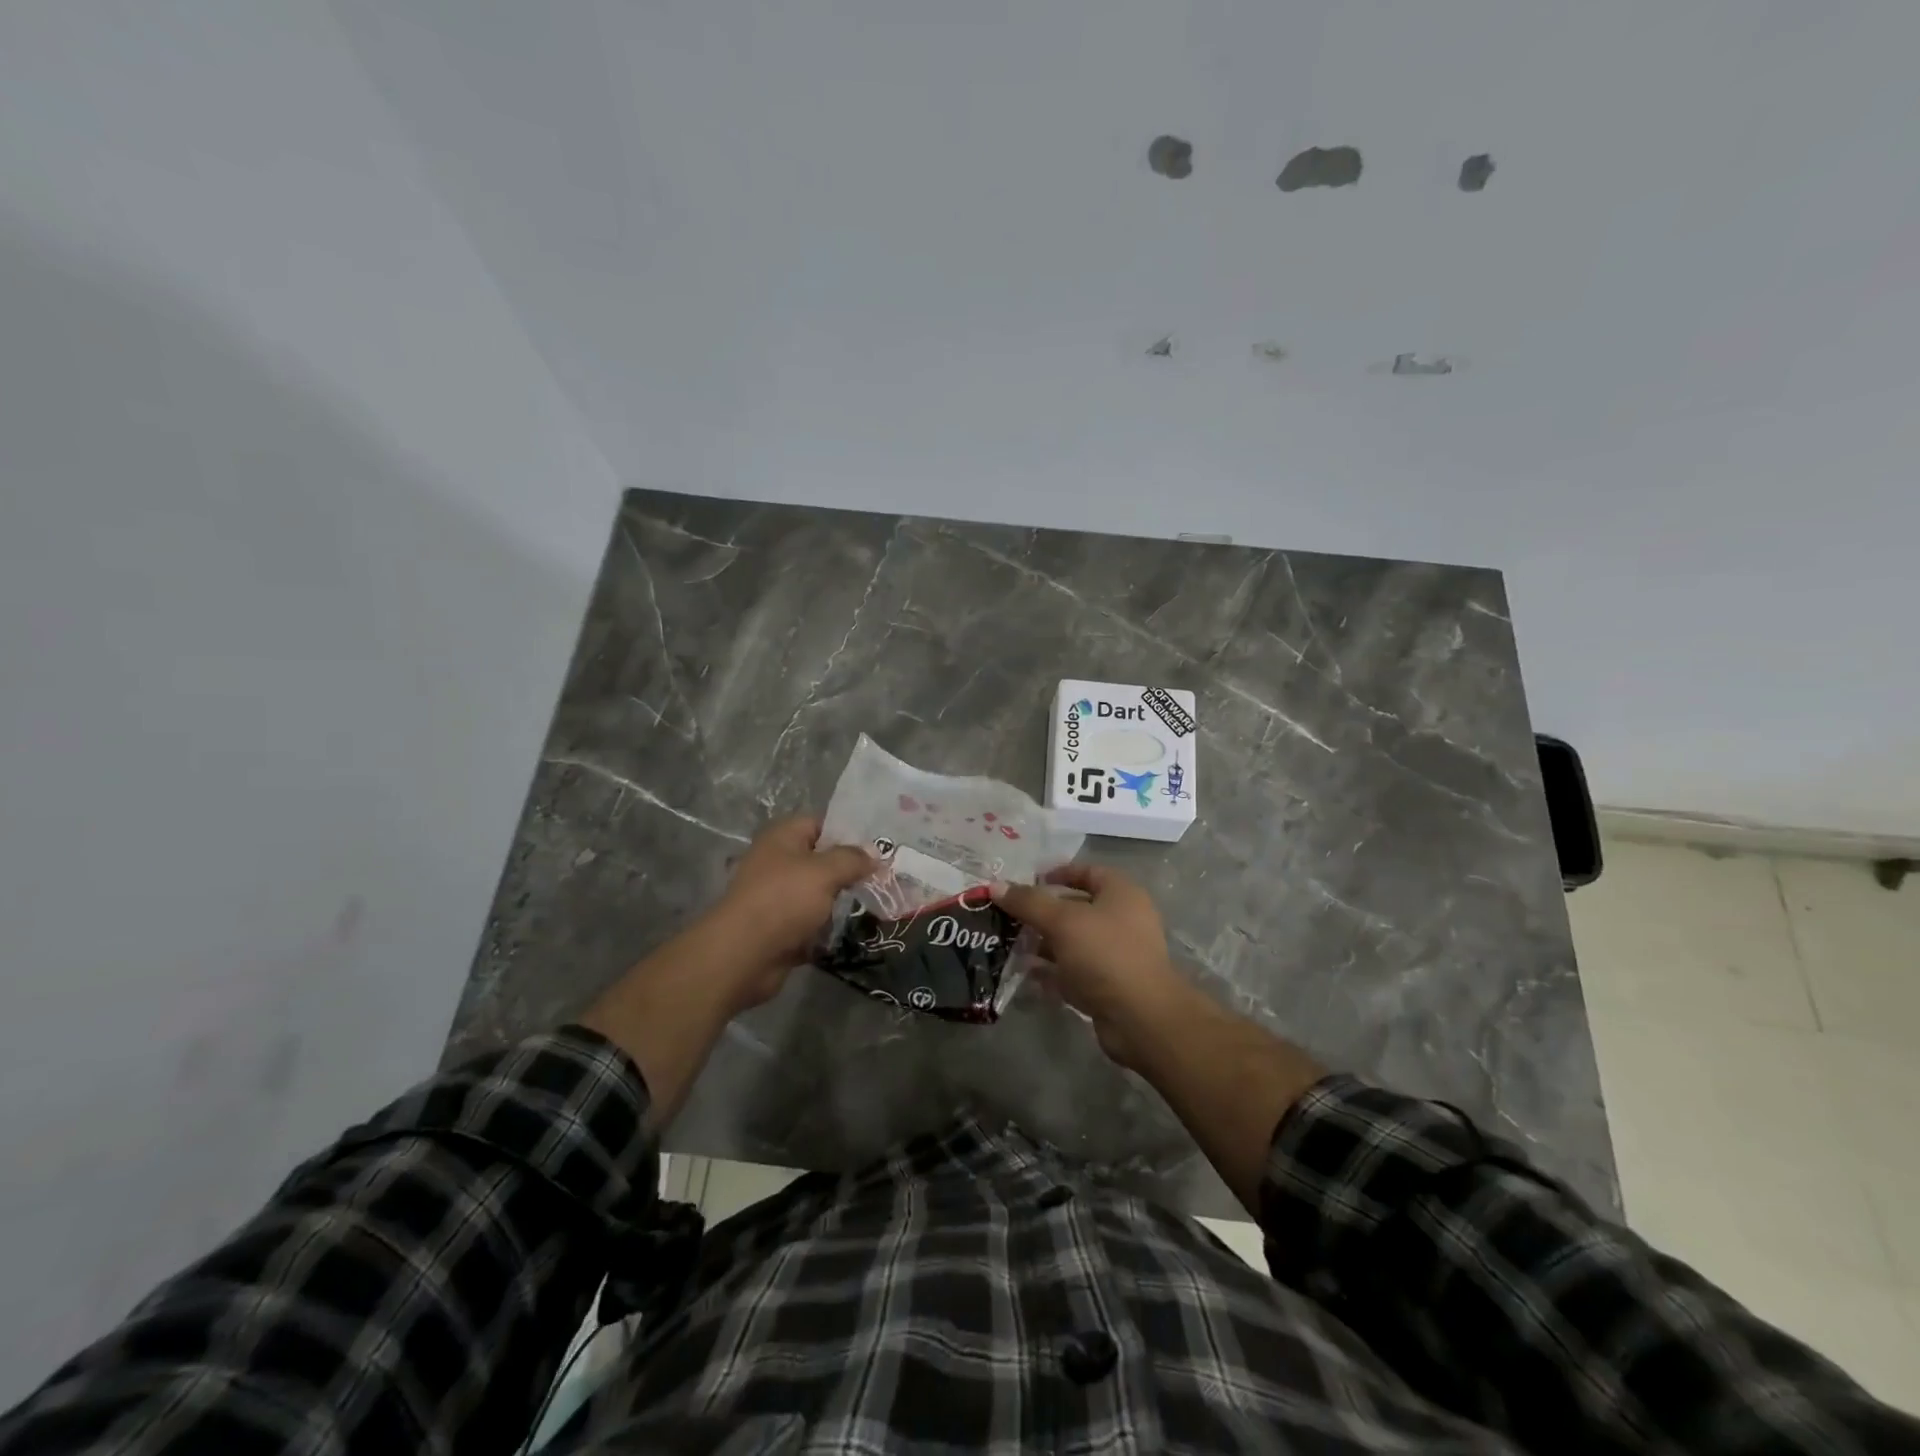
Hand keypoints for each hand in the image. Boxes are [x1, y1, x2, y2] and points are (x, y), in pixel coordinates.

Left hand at [700, 816, 875, 1011]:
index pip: (821, 823)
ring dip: (844, 899)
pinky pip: (813, 920)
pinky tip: (857, 926)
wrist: (743, 955)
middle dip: (852, 868)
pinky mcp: (782, 927)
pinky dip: (830, 925)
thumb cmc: (783, 900)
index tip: (880, 845)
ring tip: (878, 900)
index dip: (850, 831)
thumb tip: (874, 853)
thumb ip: (852, 859)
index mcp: (783, 837)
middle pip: (822, 858)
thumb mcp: (824, 871)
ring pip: (820, 892)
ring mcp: (779, 896)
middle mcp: (779, 862)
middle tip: (886, 874)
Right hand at [993, 865, 1187, 1067]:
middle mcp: (1122, 921)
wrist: (1140, 1018)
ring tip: (1010, 943)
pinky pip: (1073, 972)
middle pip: (1076, 908)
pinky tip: (1025, 973)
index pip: (1087, 872)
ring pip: (1072, 942)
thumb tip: (995, 886)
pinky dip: (1051, 972)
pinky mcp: (1107, 986)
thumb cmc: (1104, 954)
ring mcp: (1115, 956)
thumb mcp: (1062, 921)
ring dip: (1043, 943)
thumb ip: (1028, 902)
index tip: (1027, 881)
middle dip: (1043, 912)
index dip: (1058, 873)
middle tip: (1010, 915)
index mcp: (1121, 894)